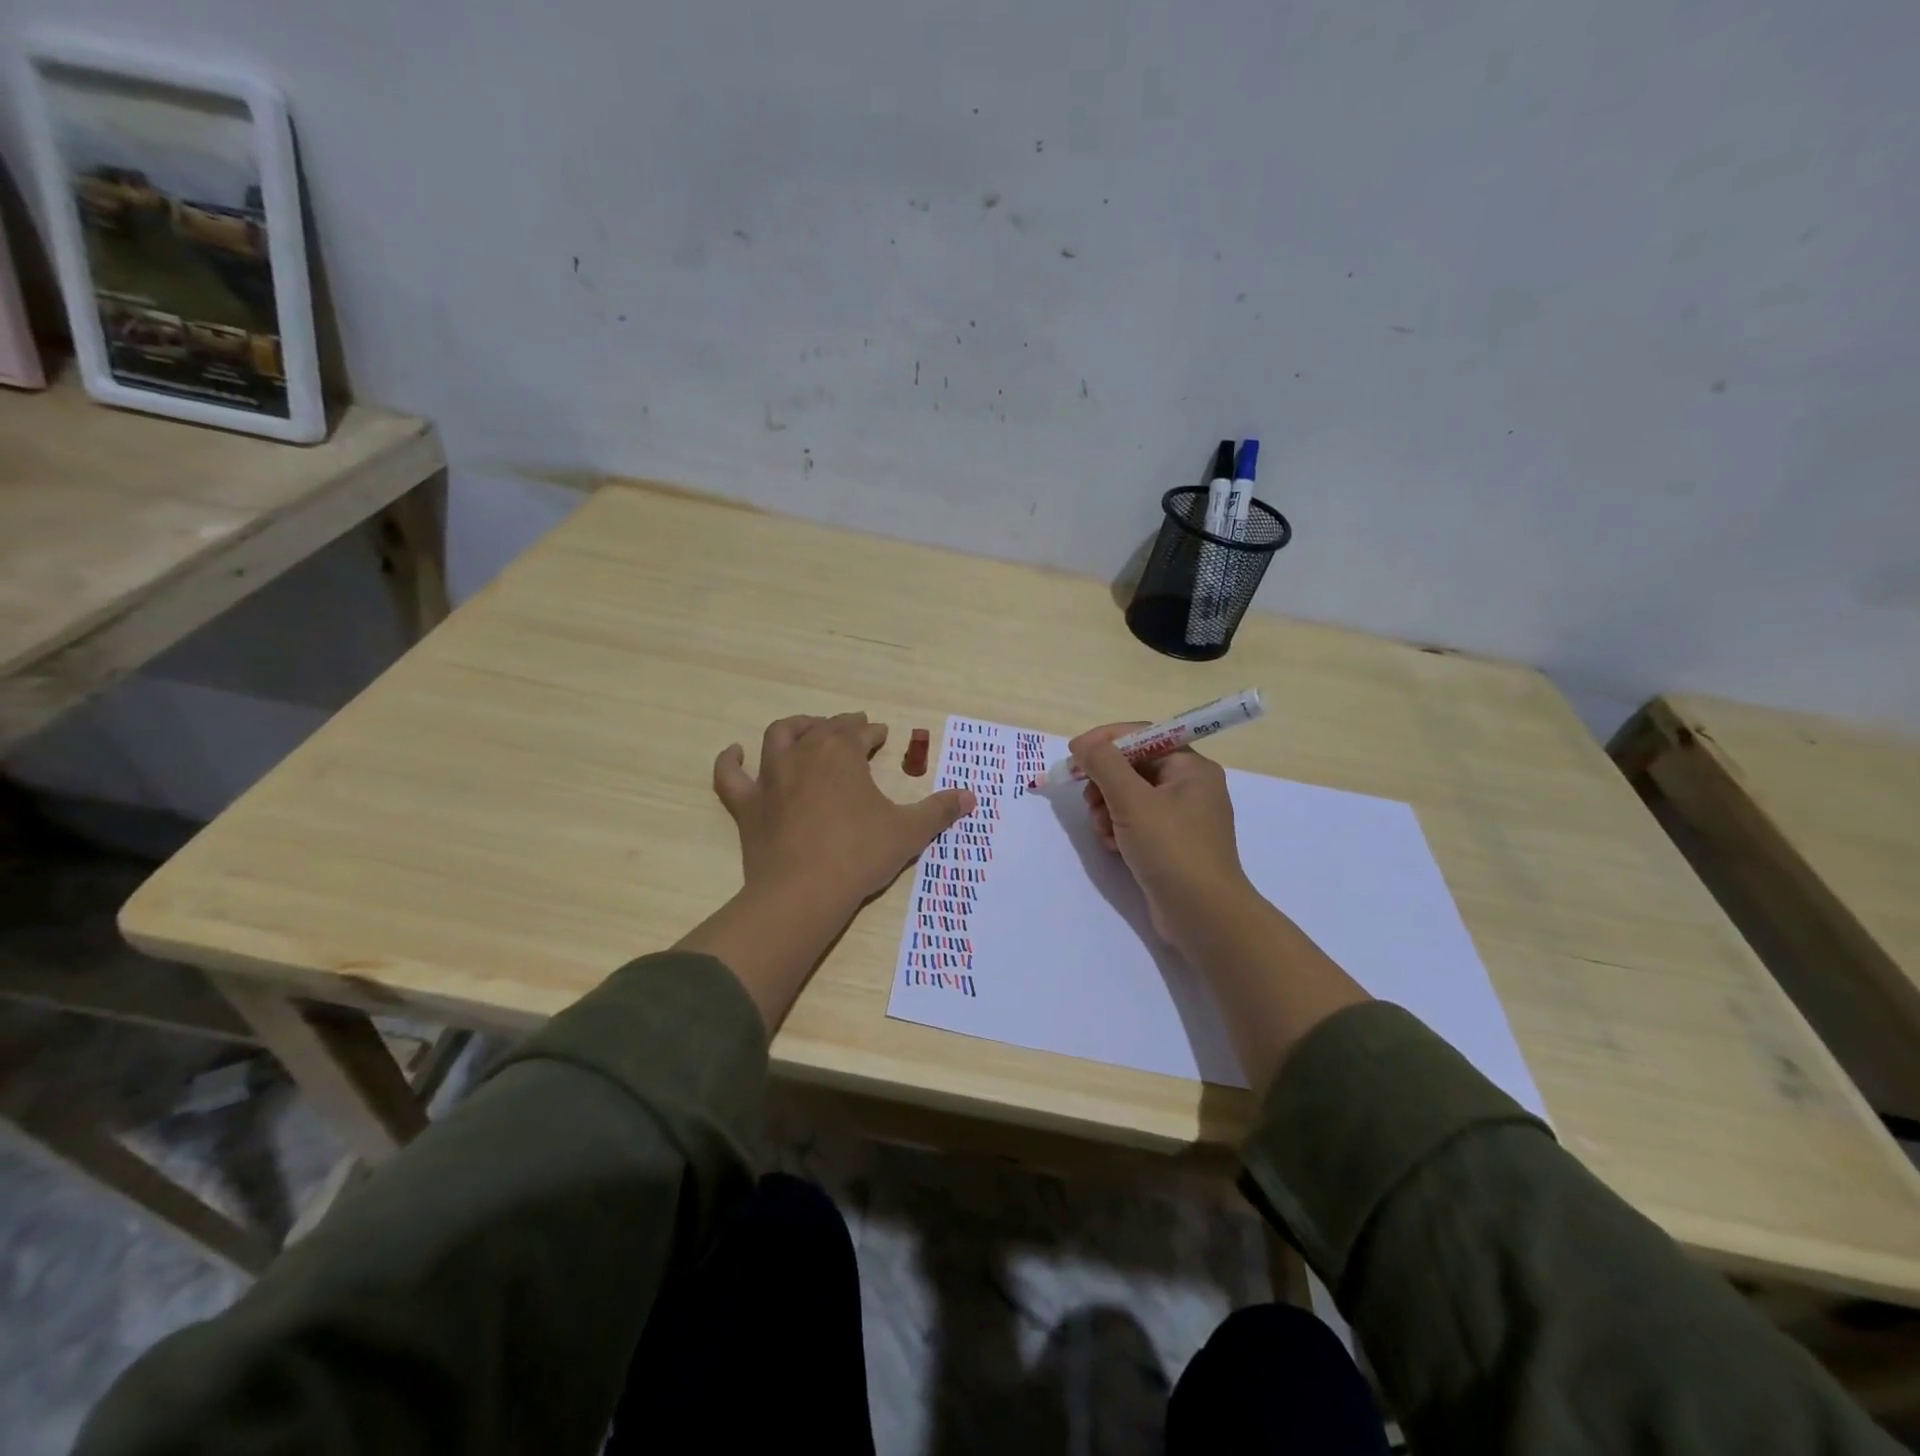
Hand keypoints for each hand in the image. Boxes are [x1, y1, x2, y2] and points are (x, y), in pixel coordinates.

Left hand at [714, 713, 975, 918]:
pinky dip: (730, 761)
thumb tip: (971, 797)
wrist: (804, 893)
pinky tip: (734, 752)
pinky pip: (730, 776)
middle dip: (840, 726)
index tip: (882, 736)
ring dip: (795, 728)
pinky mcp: (747, 806)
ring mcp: (770, 778)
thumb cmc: (860, 855)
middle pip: (822, 728)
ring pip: (779, 737)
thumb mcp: (909, 832)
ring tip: (807, 728)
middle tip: (853, 729)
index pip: (859, 732)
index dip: (872, 732)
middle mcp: (803, 754)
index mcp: (841, 753)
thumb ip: (939, 810)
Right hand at [1072, 722, 1253, 948]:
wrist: (1203, 915)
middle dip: (1105, 782)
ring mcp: (1181, 817)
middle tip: (1089, 800)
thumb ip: (1104, 765)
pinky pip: (1136, 822)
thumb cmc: (1171, 849)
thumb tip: (1082, 744)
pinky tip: (1112, 846)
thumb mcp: (1132, 801)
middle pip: (1133, 767)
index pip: (1143, 737)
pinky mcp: (1170, 844)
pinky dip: (1118, 829)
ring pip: (1130, 796)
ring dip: (1107, 809)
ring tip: (1102, 830)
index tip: (1074, 755)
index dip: (1105, 742)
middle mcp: (1190, 787)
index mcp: (1191, 768)